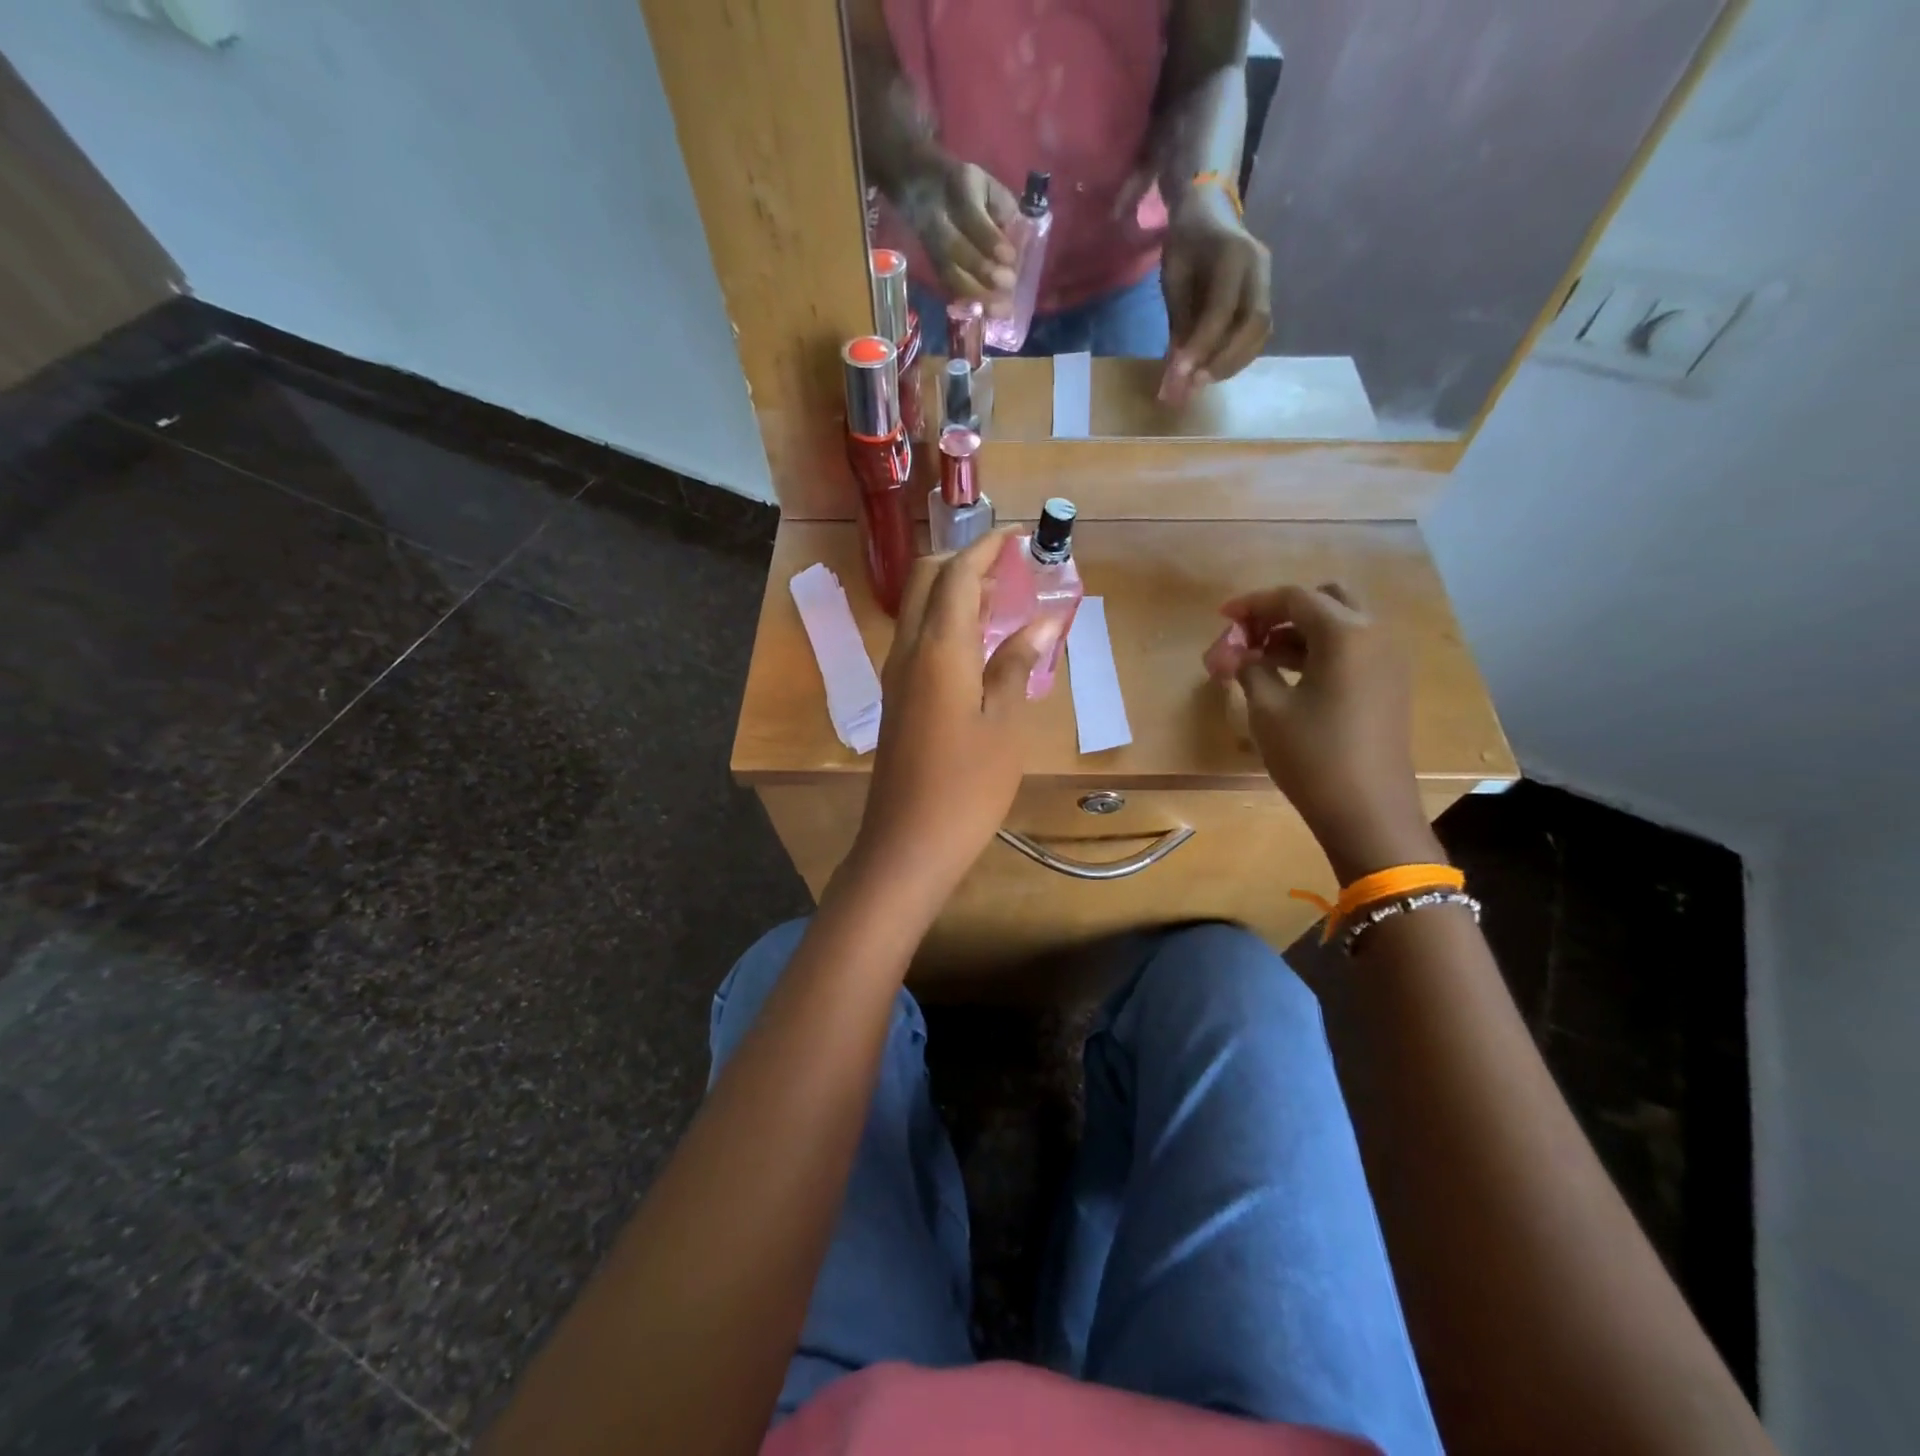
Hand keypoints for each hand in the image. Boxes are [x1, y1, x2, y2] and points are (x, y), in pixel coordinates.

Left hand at [849, 531, 1061, 904]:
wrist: (908, 843)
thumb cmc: (966, 786)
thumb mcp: (1004, 725)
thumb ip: (1017, 665)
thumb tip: (1042, 622)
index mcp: (938, 649)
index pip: (957, 576)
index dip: (986, 548)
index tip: (1018, 534)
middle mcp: (908, 651)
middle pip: (926, 580)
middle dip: (963, 560)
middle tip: (1009, 567)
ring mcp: (897, 676)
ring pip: (919, 610)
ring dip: (953, 591)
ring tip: (1000, 597)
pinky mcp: (897, 699)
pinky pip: (918, 640)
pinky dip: (945, 622)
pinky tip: (977, 643)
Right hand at [894, 160, 1019, 309]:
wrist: (924, 187)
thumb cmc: (969, 189)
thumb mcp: (989, 185)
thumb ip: (1004, 208)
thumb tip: (1020, 239)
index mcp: (958, 188)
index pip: (971, 216)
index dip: (989, 239)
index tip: (1010, 258)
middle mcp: (938, 217)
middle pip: (954, 248)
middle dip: (982, 269)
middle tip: (1008, 284)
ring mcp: (932, 244)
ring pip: (949, 273)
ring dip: (974, 294)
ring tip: (999, 309)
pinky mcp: (933, 265)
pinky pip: (947, 287)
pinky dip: (965, 303)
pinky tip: (984, 314)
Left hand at [1159, 186, 1271, 403]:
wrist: (1210, 213)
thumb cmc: (1186, 244)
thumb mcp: (1174, 277)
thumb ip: (1179, 322)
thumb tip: (1176, 373)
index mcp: (1233, 254)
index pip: (1222, 309)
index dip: (1201, 346)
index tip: (1179, 375)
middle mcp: (1259, 268)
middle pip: (1255, 324)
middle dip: (1225, 360)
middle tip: (1195, 384)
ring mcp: (1267, 282)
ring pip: (1261, 333)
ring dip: (1232, 364)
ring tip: (1201, 382)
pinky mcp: (1265, 297)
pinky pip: (1258, 334)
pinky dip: (1237, 357)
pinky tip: (1213, 369)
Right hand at [1204, 582, 1440, 883]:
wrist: (1368, 811)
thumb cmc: (1312, 756)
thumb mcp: (1268, 709)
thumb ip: (1249, 668)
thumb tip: (1238, 654)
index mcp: (1346, 634)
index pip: (1294, 597)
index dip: (1253, 604)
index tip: (1222, 618)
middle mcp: (1374, 636)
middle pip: (1325, 600)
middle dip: (1282, 611)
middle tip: (1249, 636)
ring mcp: (1388, 661)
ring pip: (1340, 625)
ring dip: (1299, 631)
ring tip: (1260, 660)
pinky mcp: (1388, 685)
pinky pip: (1352, 649)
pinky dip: (1319, 651)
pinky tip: (1289, 677)